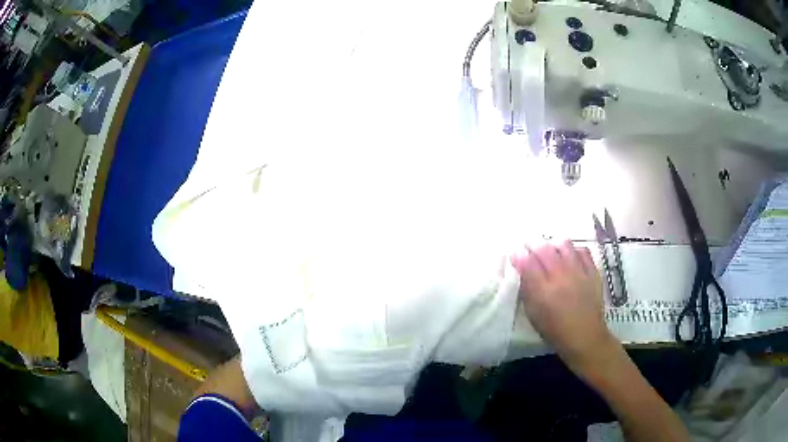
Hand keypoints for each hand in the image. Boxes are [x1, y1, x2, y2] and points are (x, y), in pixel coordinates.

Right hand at [511, 241, 617, 371]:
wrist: (585, 337)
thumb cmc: (555, 330)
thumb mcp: (534, 314)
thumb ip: (527, 290)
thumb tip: (522, 270)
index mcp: (543, 292)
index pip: (528, 263)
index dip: (519, 255)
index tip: (516, 254)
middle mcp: (561, 277)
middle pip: (544, 249)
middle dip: (533, 244)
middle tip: (529, 247)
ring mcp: (579, 272)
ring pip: (564, 244)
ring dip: (553, 245)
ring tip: (551, 251)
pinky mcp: (593, 272)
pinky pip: (582, 251)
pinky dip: (573, 250)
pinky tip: (569, 257)